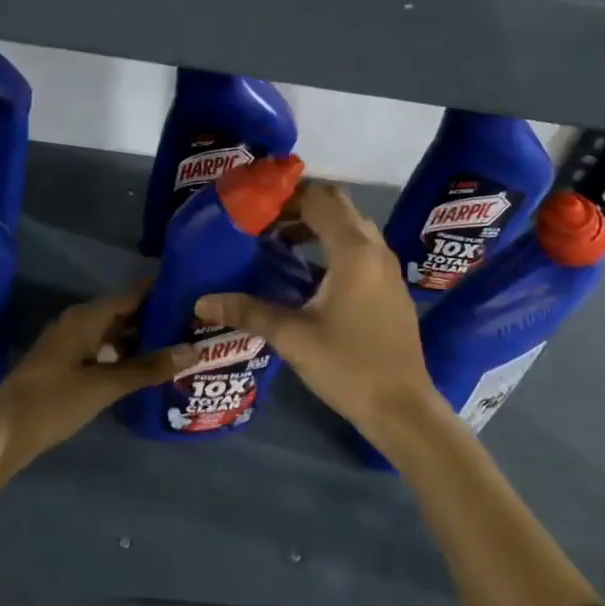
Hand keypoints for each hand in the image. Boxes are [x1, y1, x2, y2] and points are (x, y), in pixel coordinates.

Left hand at [0, 286, 197, 495]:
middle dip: (157, 318)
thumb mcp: (103, 386)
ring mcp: (72, 344)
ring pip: (115, 334)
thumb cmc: (52, 401)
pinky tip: (149, 370)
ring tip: (180, 347)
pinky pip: (105, 351)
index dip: (162, 291)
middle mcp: (80, 323)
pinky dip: (127, 356)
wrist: (2, 434)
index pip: (132, 293)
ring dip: (143, 339)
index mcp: (86, 317)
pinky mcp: (68, 366)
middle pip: (125, 312)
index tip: (194, 292)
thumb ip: (147, 368)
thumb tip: (192, 350)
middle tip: (195, 324)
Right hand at [197, 180, 442, 448]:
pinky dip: (332, 244)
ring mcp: (387, 269)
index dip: (285, 196)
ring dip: (316, 225)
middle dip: (299, 205)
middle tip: (262, 220)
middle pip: (337, 206)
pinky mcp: (390, 287)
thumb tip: (201, 302)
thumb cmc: (348, 367)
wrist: (403, 410)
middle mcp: (375, 250)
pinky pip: (359, 248)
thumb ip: (248, 311)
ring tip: (278, 242)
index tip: (253, 206)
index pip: (319, 198)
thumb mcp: (292, 337)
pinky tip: (306, 273)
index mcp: (353, 251)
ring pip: (350, 226)